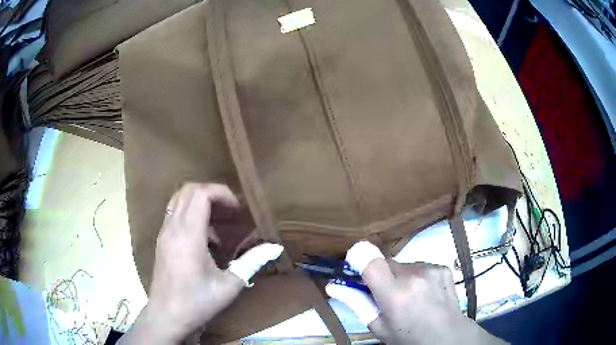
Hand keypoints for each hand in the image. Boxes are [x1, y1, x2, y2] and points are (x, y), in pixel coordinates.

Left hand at [120, 183, 282, 343]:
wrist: (166, 316)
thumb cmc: (197, 302)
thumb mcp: (229, 285)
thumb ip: (251, 262)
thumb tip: (275, 247)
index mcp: (188, 236)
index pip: (200, 194)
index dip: (221, 193)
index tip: (237, 210)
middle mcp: (172, 228)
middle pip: (188, 190)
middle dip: (212, 194)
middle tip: (230, 212)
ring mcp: (164, 232)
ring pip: (179, 199)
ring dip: (200, 202)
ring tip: (219, 223)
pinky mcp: (161, 240)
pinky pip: (175, 213)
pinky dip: (191, 214)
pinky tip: (205, 239)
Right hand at [328, 241, 505, 344]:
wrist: (447, 336)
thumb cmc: (408, 337)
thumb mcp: (378, 327)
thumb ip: (356, 303)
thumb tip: (333, 286)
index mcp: (394, 294)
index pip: (369, 259)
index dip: (359, 259)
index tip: (356, 269)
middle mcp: (414, 275)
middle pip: (386, 262)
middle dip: (381, 275)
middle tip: (387, 295)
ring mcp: (431, 269)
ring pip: (403, 265)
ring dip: (400, 277)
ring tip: (410, 297)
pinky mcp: (442, 267)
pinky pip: (420, 266)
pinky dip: (417, 277)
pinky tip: (425, 293)